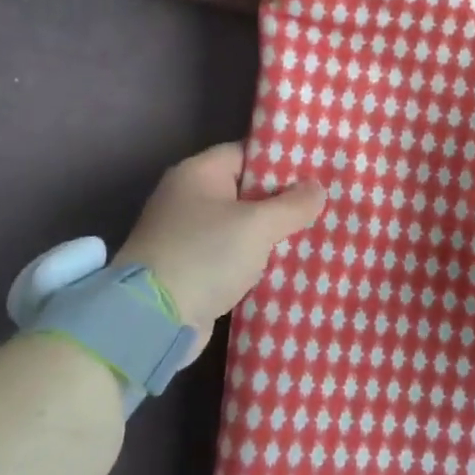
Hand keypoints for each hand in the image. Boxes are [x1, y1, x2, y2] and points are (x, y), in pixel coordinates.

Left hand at [113, 144, 325, 344]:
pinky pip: (231, 255)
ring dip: (270, 234)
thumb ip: (292, 205)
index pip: (247, 154)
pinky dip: (254, 259)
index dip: (281, 162)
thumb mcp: (257, 225)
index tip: (316, 172)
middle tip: (322, 206)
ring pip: (241, 226)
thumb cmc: (205, 255)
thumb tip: (317, 188)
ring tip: (313, 235)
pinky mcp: (190, 269)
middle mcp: (188, 198)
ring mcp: (187, 235)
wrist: (152, 320)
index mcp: (198, 173)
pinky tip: (286, 265)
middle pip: (246, 190)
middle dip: (282, 201)